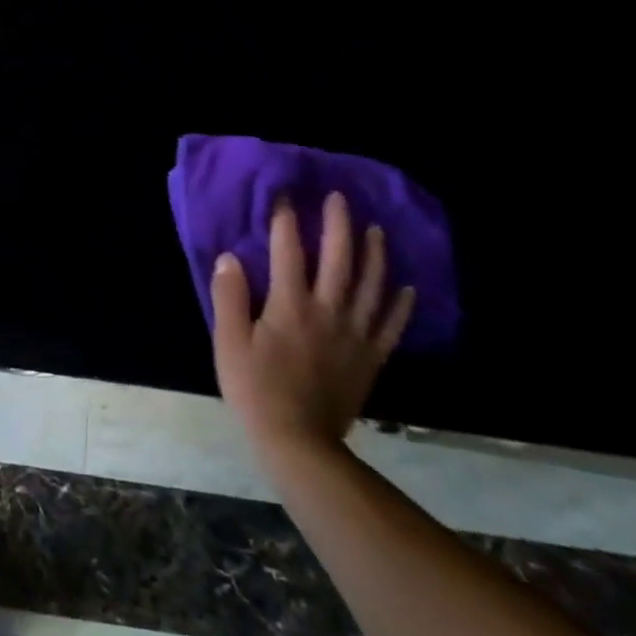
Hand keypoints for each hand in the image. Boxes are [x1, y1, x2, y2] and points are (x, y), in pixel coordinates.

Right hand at [211, 192, 413, 455]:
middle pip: (339, 258)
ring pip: (371, 284)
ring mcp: (355, 334)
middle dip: (338, 224)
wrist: (297, 440)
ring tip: (375, 229)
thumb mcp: (228, 342)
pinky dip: (401, 304)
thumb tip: (230, 257)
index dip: (285, 220)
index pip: (287, 251)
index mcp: (290, 305)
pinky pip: (391, 325)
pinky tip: (407, 287)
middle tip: (339, 198)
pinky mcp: (371, 357)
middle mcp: (328, 310)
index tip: (284, 195)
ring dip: (374, 253)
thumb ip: (229, 297)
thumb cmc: (255, 388)